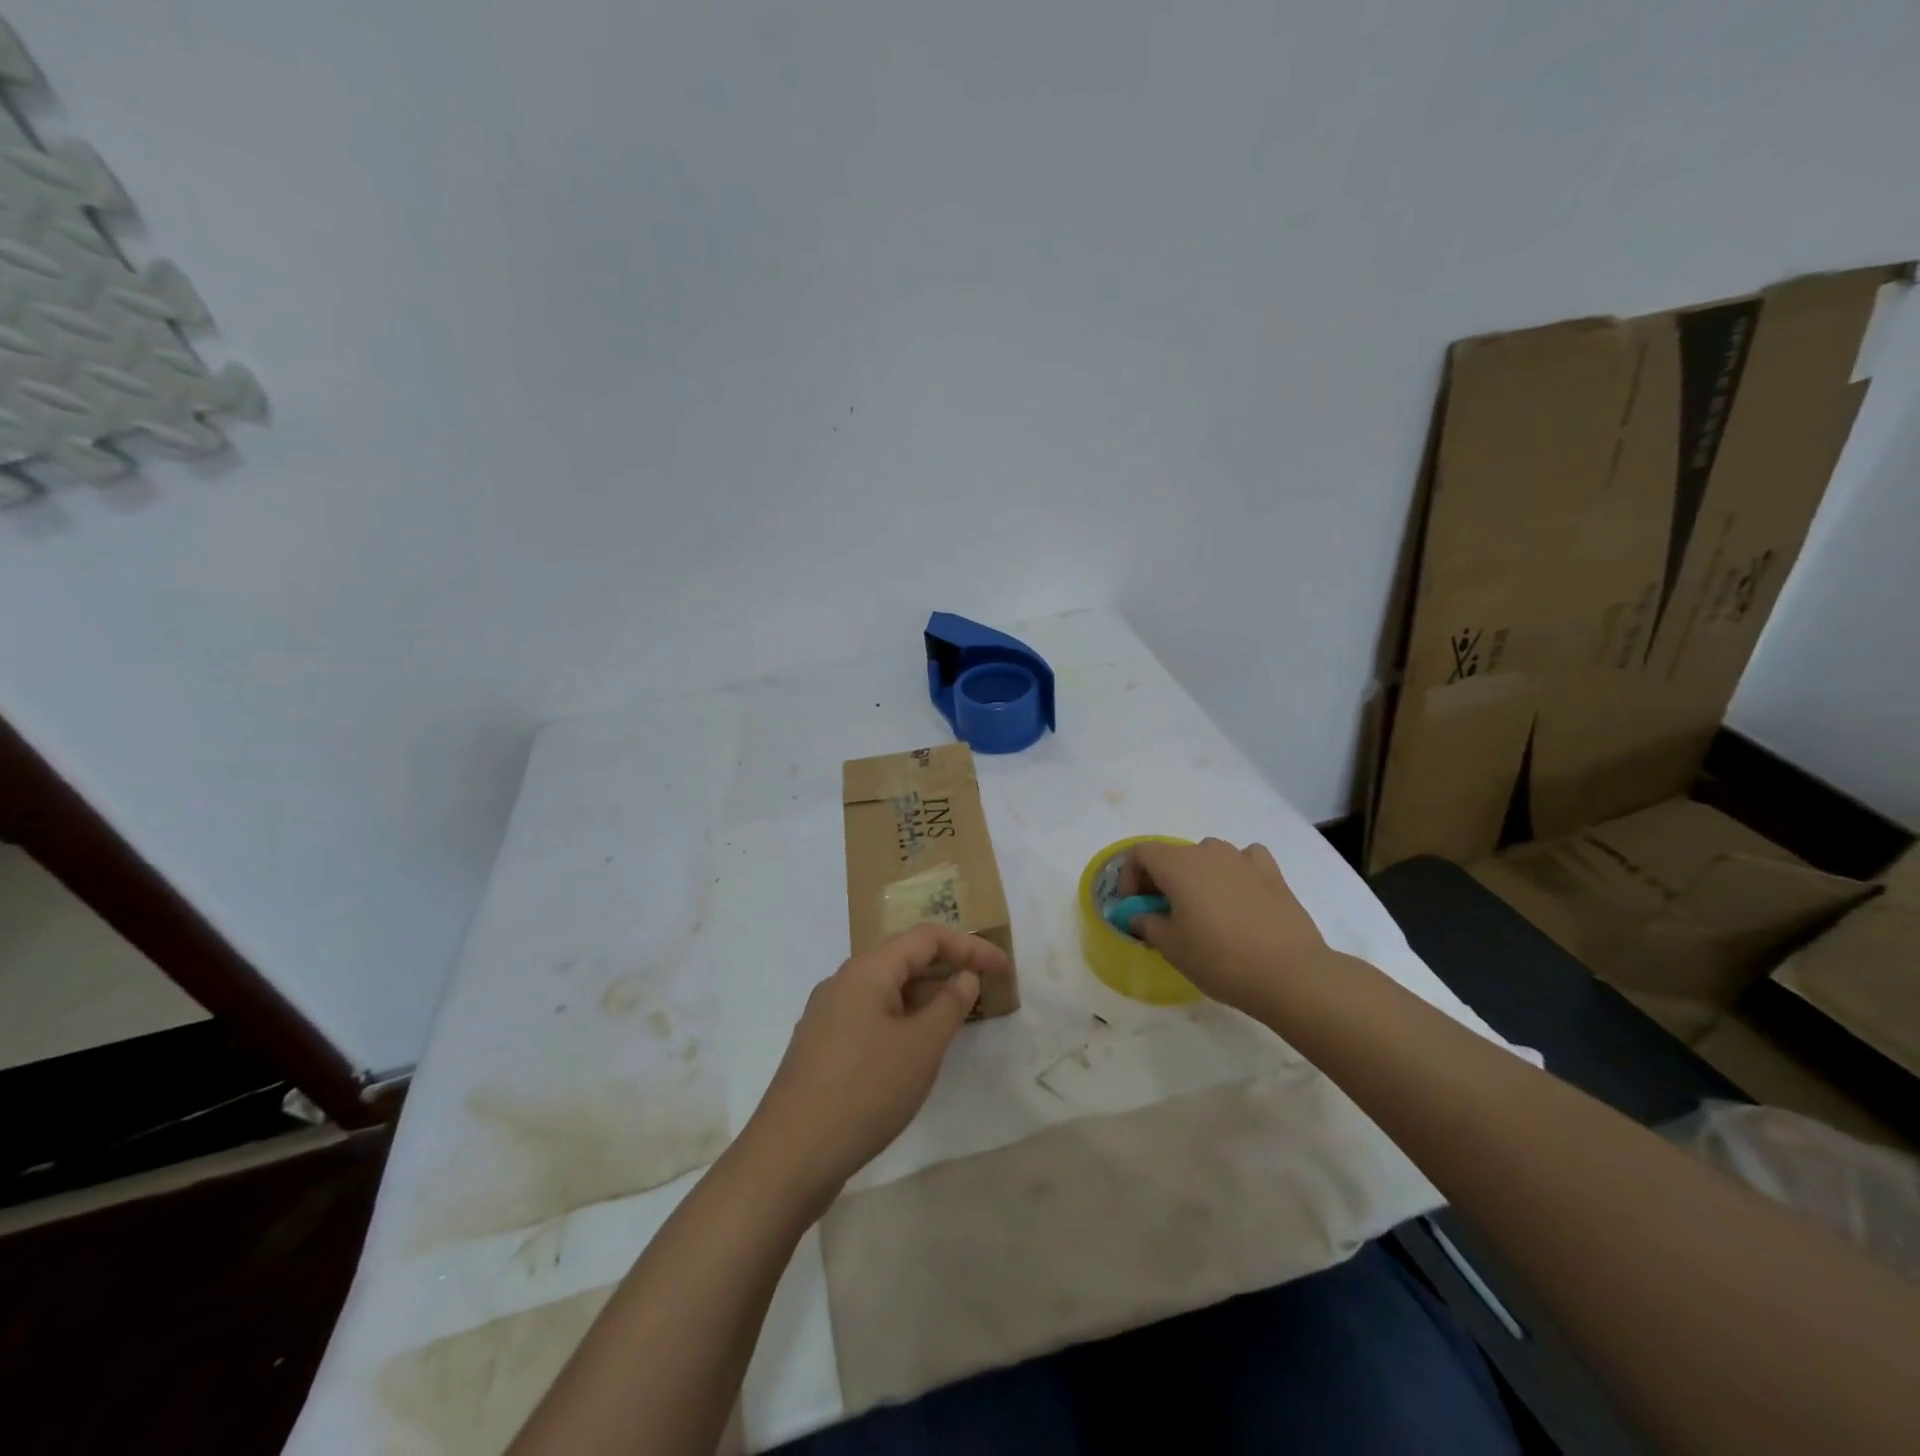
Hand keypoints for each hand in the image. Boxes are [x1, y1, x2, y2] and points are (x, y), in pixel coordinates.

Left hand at [742, 925, 1010, 1207]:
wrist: (789, 1156)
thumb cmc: (865, 1091)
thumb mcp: (921, 1047)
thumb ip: (949, 1005)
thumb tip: (964, 977)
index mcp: (866, 970)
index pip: (926, 937)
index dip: (969, 946)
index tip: (1003, 968)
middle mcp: (843, 982)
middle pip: (904, 959)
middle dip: (948, 969)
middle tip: (986, 991)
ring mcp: (828, 1015)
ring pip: (887, 990)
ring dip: (926, 997)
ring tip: (959, 1019)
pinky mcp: (822, 1047)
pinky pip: (872, 1016)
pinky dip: (903, 1019)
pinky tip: (918, 1048)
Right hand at [1121, 838, 1329, 1014]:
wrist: (1290, 974)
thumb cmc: (1220, 959)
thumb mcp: (1171, 947)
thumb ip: (1146, 924)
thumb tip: (1139, 915)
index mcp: (1178, 865)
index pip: (1141, 853)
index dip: (1130, 876)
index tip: (1134, 905)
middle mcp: (1209, 851)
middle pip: (1174, 855)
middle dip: (1161, 879)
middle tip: (1164, 912)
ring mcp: (1243, 858)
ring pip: (1208, 856)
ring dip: (1196, 876)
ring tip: (1203, 909)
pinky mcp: (1272, 872)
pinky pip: (1243, 861)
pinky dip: (1233, 872)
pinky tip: (1238, 896)